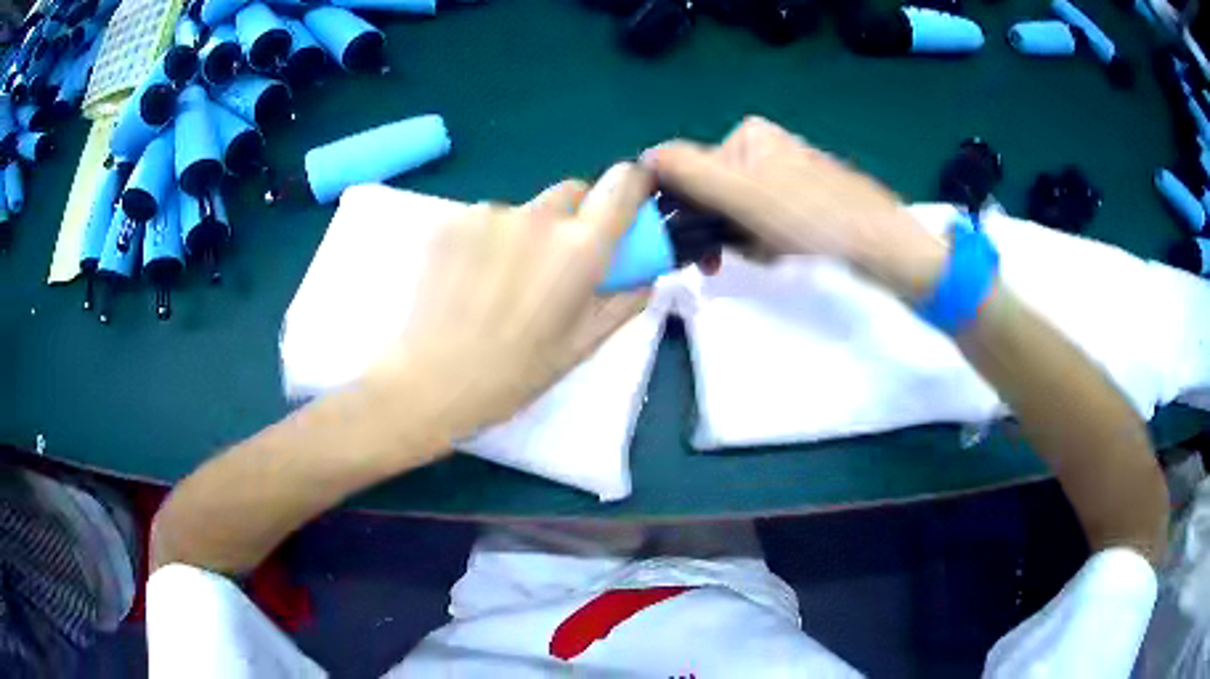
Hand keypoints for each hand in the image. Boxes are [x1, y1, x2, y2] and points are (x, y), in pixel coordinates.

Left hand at [369, 163, 652, 443]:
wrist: (428, 381)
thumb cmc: (513, 374)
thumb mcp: (583, 346)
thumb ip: (625, 300)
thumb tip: (647, 271)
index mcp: (580, 247)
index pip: (622, 183)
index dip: (631, 185)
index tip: (626, 201)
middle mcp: (538, 216)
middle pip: (573, 191)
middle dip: (577, 216)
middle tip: (558, 261)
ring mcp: (490, 213)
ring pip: (526, 208)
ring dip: (528, 231)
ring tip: (502, 282)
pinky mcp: (452, 219)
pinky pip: (487, 219)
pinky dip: (489, 239)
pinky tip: (471, 279)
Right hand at [643, 116, 947, 299]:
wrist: (880, 246)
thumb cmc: (811, 217)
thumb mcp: (742, 194)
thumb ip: (689, 172)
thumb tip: (643, 156)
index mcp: (748, 135)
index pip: (693, 171)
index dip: (689, 209)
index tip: (696, 244)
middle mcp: (766, 148)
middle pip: (716, 194)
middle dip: (722, 230)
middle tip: (730, 258)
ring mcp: (787, 173)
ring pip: (739, 213)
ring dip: (744, 240)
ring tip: (770, 254)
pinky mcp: (805, 199)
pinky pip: (765, 222)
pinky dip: (766, 242)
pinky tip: (784, 253)